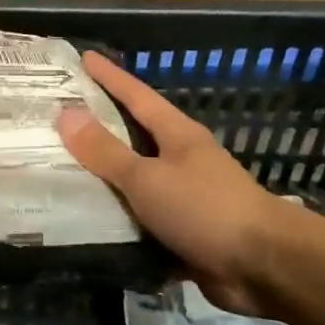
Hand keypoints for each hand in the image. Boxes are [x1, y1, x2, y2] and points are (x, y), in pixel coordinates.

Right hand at [57, 51, 294, 314]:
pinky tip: (87, 226)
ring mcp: (185, 198)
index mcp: (177, 136)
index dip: (110, 77)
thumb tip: (66, 114)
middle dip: (100, 128)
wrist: (265, 267)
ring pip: (135, 183)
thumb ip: (106, 151)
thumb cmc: (205, 208)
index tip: (84, 57)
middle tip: (59, 119)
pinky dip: (118, 222)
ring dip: (104, 181)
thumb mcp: (147, 178)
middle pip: (134, 137)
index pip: (136, 96)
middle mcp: (181, 161)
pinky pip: (141, 222)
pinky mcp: (183, 233)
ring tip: (60, 174)